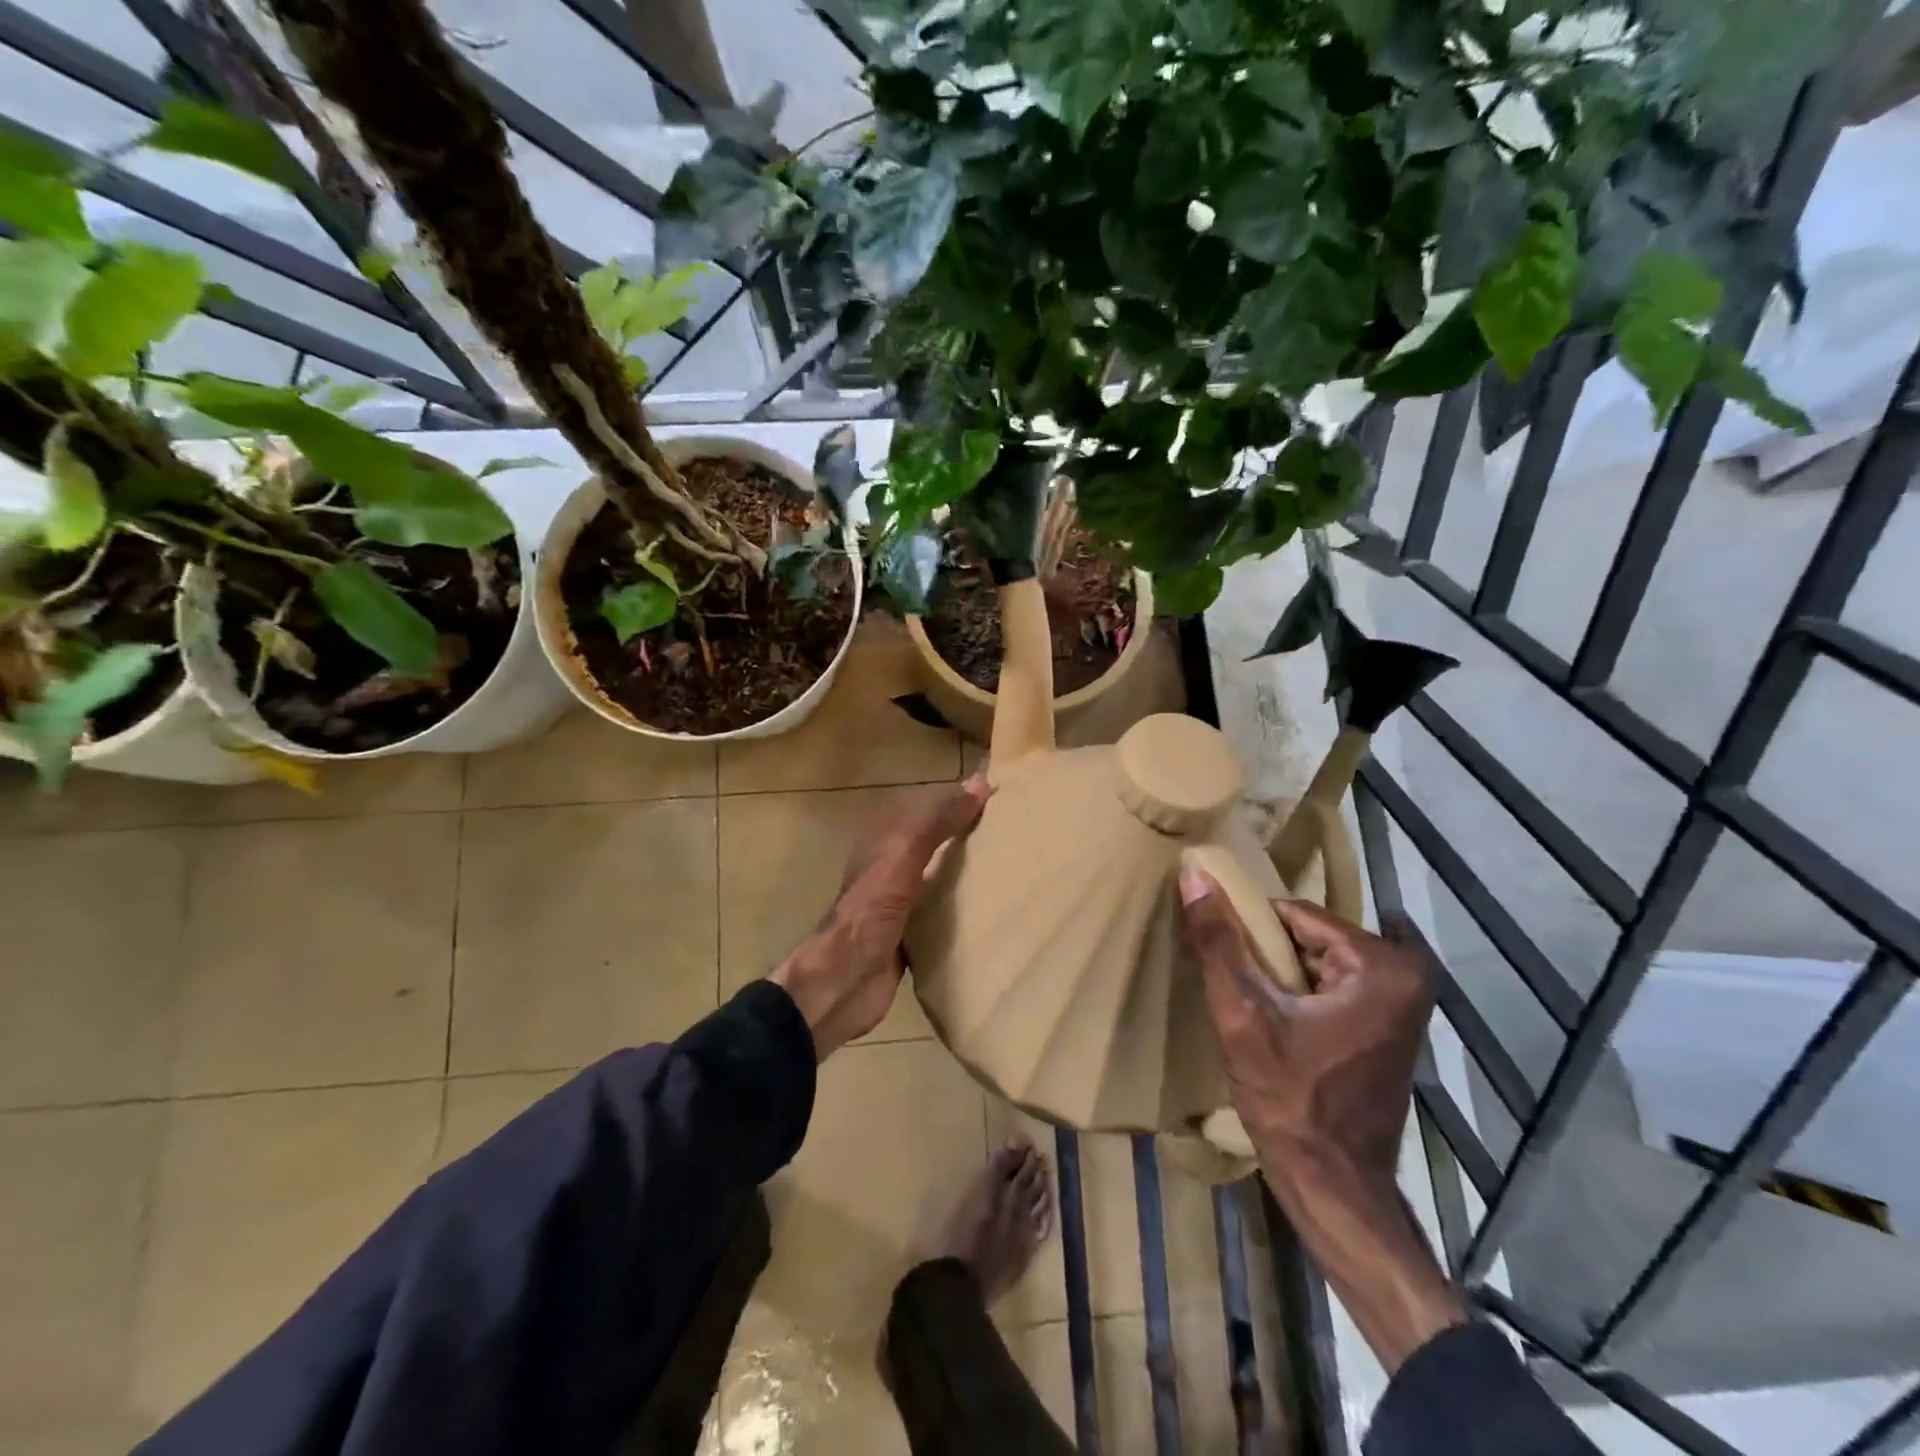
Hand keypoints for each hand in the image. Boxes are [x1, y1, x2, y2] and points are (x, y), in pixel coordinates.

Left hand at [772, 776, 991, 1059]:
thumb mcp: (904, 856)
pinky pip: (943, 914)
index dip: (958, 800)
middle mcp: (890, 868)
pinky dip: (964, 909)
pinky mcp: (910, 936)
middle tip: (1015, 832)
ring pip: (940, 878)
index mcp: (883, 842)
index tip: (999, 795)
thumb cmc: (871, 911)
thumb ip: (938, 822)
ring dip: (968, 874)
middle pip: (935, 843)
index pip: (927, 809)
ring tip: (1013, 867)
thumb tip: (979, 784)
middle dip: (968, 837)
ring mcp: (899, 903)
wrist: (844, 981)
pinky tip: (993, 910)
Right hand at [1180, 883, 1431, 1193]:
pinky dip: (1303, 994)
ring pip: (1319, 960)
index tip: (1226, 960)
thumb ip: (1218, 943)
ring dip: (1283, 975)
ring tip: (1255, 1007)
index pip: (1294, 914)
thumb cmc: (1291, 1101)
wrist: (1334, 1187)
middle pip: (1310, 936)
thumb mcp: (1243, 1015)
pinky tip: (1278, 1022)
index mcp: (1382, 964)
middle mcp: (1408, 974)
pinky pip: (1335, 984)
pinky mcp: (1393, 1025)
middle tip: (1242, 992)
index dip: (1251, 933)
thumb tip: (1194, 873)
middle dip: (1269, 956)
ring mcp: (1405, 1002)